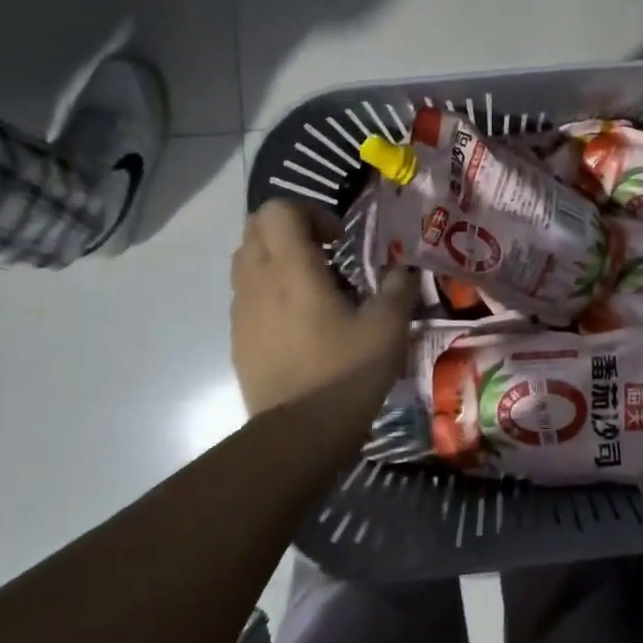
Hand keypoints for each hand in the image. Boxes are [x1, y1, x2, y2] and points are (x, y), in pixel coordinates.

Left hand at [231, 199, 417, 420]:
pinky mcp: (238, 337)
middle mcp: (258, 281)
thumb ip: (398, 290)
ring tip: (314, 287)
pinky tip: (300, 322)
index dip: (310, 212)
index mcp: (292, 269)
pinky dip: (269, 291)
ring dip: (277, 259)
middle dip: (291, 230)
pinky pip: (247, 295)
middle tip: (327, 255)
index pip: (279, 210)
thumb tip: (405, 271)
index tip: (338, 240)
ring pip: (247, 260)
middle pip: (256, 228)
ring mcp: (241, 311)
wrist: (299, 433)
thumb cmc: (345, 373)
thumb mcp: (387, 329)